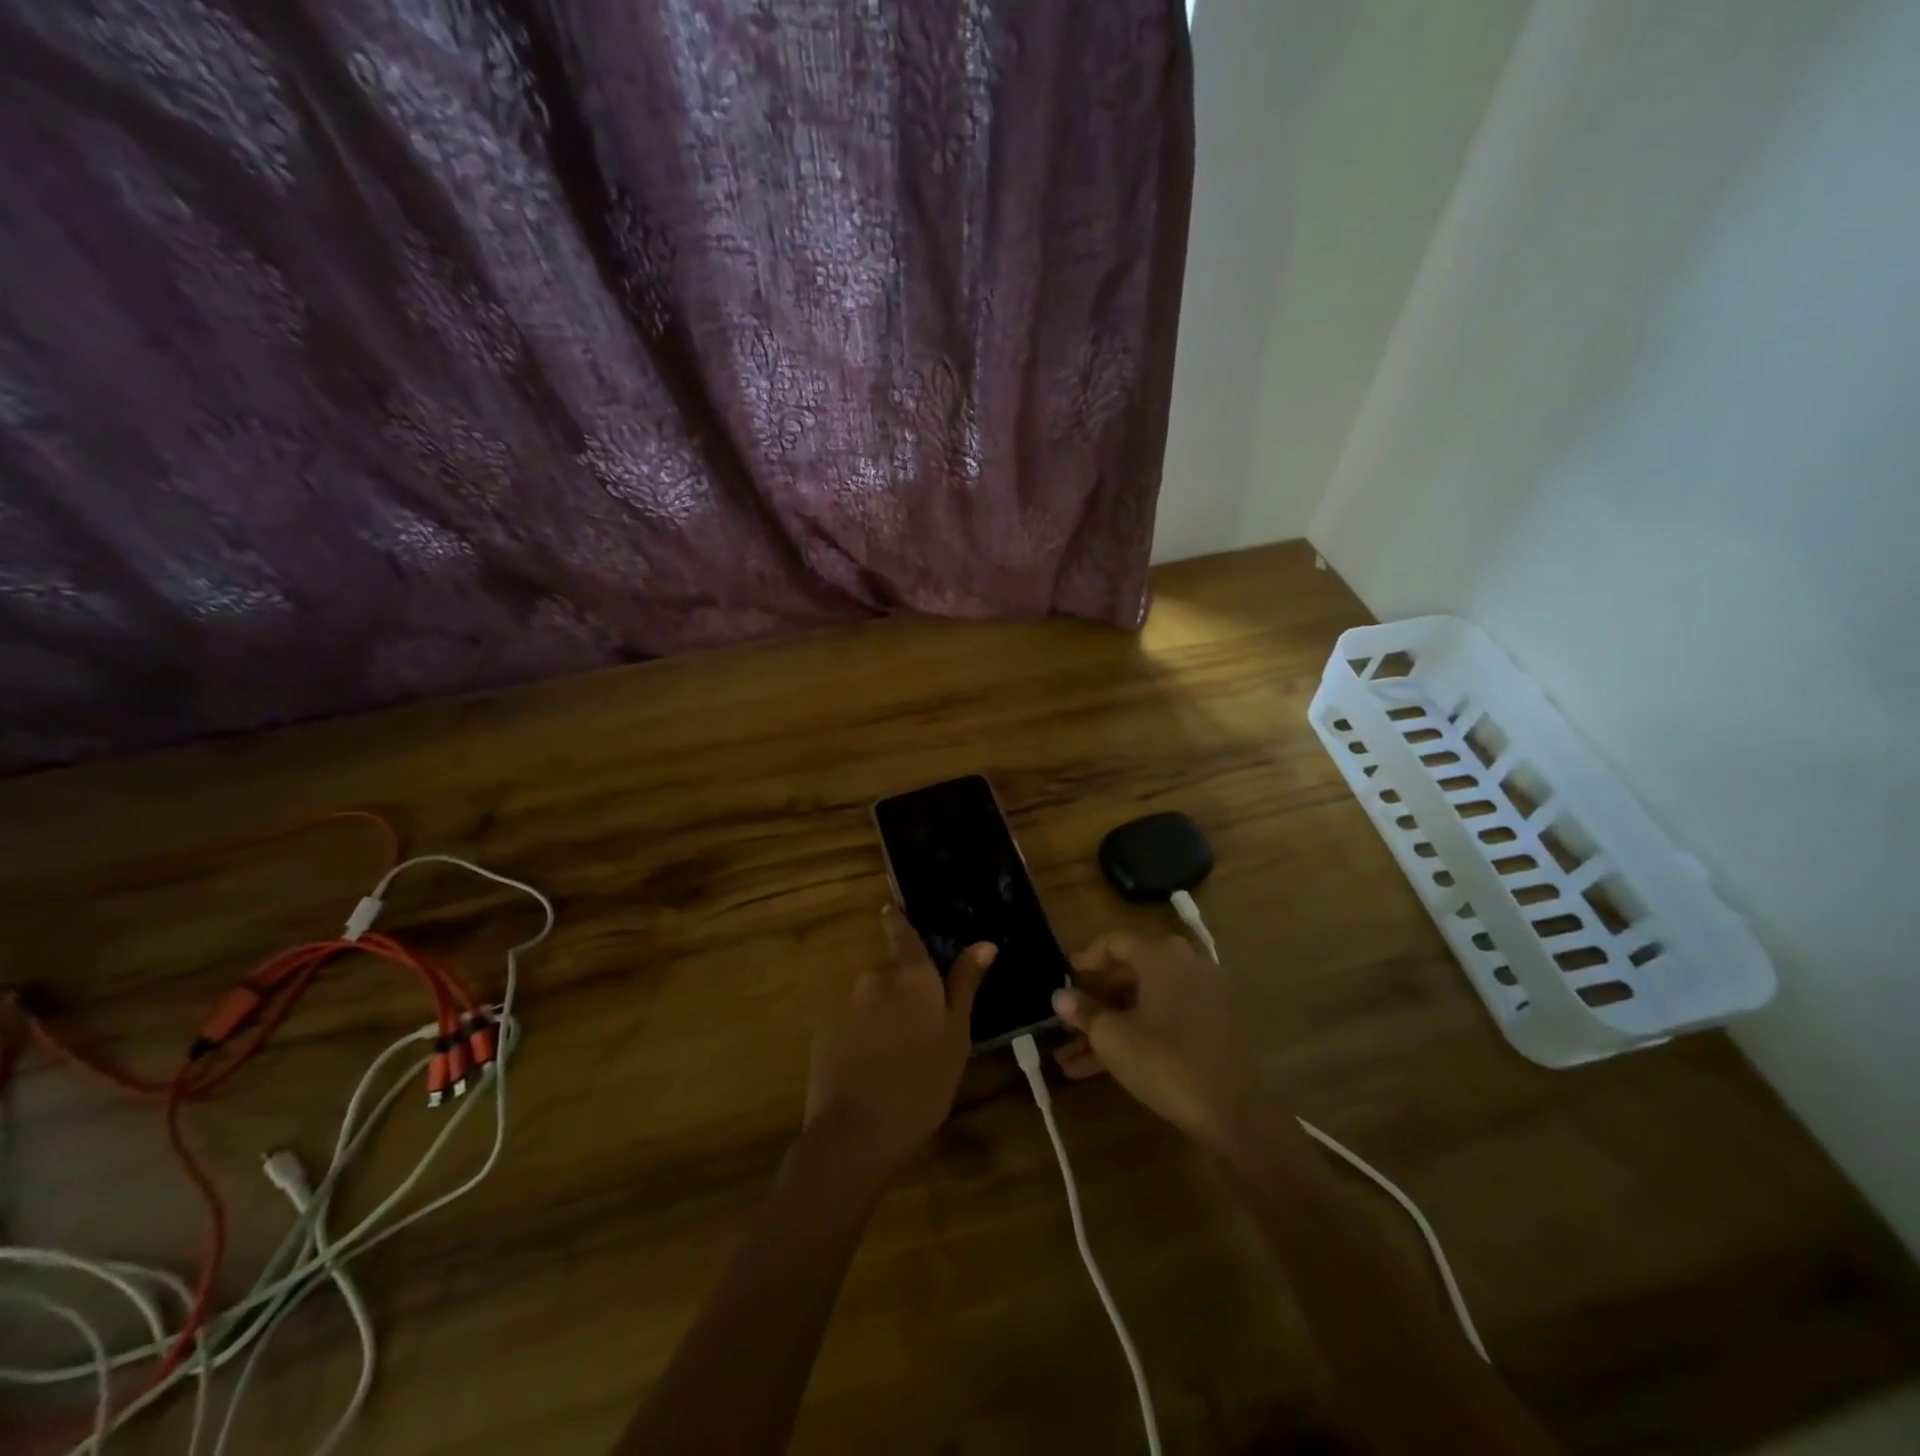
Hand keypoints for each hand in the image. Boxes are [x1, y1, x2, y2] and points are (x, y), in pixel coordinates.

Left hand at [803, 906, 995, 1175]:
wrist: (856, 1132)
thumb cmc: (922, 1084)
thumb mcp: (956, 1037)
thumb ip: (965, 986)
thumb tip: (984, 944)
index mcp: (911, 975)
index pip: (902, 933)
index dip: (899, 922)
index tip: (893, 910)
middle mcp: (875, 978)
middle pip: (892, 973)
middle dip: (904, 991)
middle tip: (923, 1028)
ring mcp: (846, 1005)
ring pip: (872, 1000)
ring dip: (884, 1016)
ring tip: (898, 1057)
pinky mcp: (825, 1031)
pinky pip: (852, 1024)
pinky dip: (863, 1037)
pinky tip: (872, 1069)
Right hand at [1052, 932, 1261, 1149]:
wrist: (1236, 1112)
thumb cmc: (1166, 1061)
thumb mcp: (1113, 1037)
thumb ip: (1084, 1012)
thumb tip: (1060, 996)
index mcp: (1162, 955)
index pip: (1115, 942)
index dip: (1085, 958)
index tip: (1064, 975)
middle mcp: (1186, 965)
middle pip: (1130, 974)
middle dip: (1094, 1002)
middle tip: (1066, 1019)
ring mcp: (1204, 997)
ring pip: (1144, 1004)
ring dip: (1109, 1027)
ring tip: (1071, 1058)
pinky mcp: (1213, 1027)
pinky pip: (1164, 1020)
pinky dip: (1136, 1035)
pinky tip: (1103, 1068)